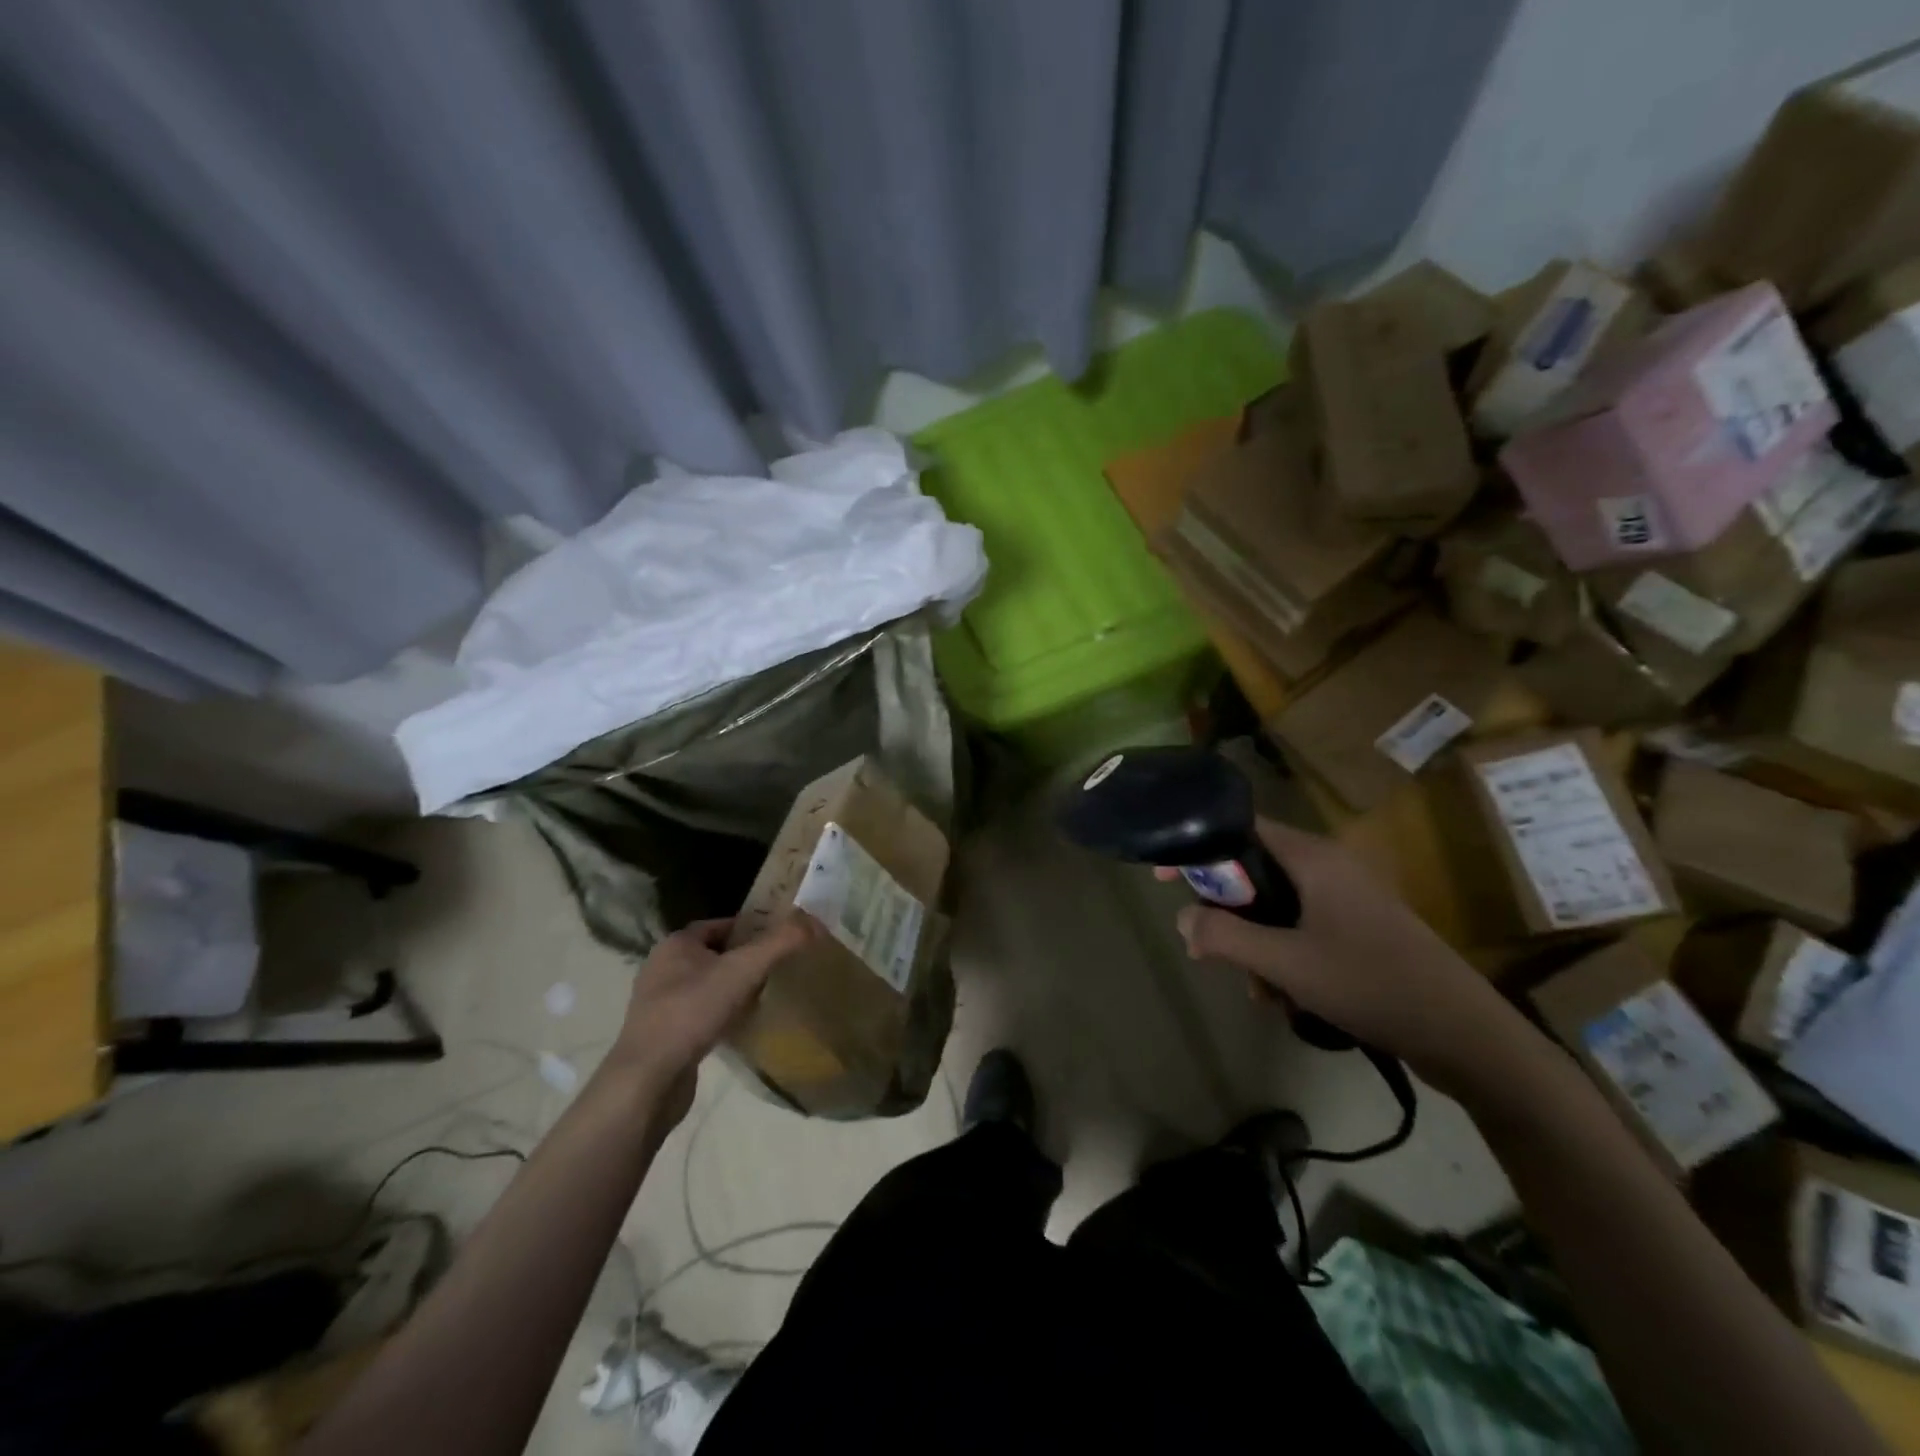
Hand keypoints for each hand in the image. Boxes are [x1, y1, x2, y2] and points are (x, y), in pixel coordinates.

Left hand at [608, 914, 818, 1123]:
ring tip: (764, 997)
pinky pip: (700, 1013)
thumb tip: (814, 923)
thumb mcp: (743, 970)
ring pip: (708, 985)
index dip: (753, 928)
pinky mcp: (663, 1034)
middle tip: (778, 969)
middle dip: (746, 960)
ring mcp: (659, 1003)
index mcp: (676, 944)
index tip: (781, 940)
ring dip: (734, 989)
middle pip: (716, 954)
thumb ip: (780, 943)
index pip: (722, 924)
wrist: (648, 1080)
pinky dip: (721, 1015)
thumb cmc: (692, 1012)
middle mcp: (663, 967)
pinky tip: (740, 1027)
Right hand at [1172, 818, 1535, 1101]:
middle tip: (1209, 948)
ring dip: (1255, 943)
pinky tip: (1285, 997)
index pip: (1242, 829)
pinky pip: (1303, 926)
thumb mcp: (1286, 962)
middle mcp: (1329, 867)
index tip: (1167, 876)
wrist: (1464, 1035)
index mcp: (1313, 859)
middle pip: (1255, 871)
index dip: (1200, 848)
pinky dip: (1284, 954)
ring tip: (1258, 989)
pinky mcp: (1360, 927)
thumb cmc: (1370, 983)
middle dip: (1228, 912)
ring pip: (1277, 906)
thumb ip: (1226, 936)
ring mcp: (1348, 898)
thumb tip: (1183, 918)